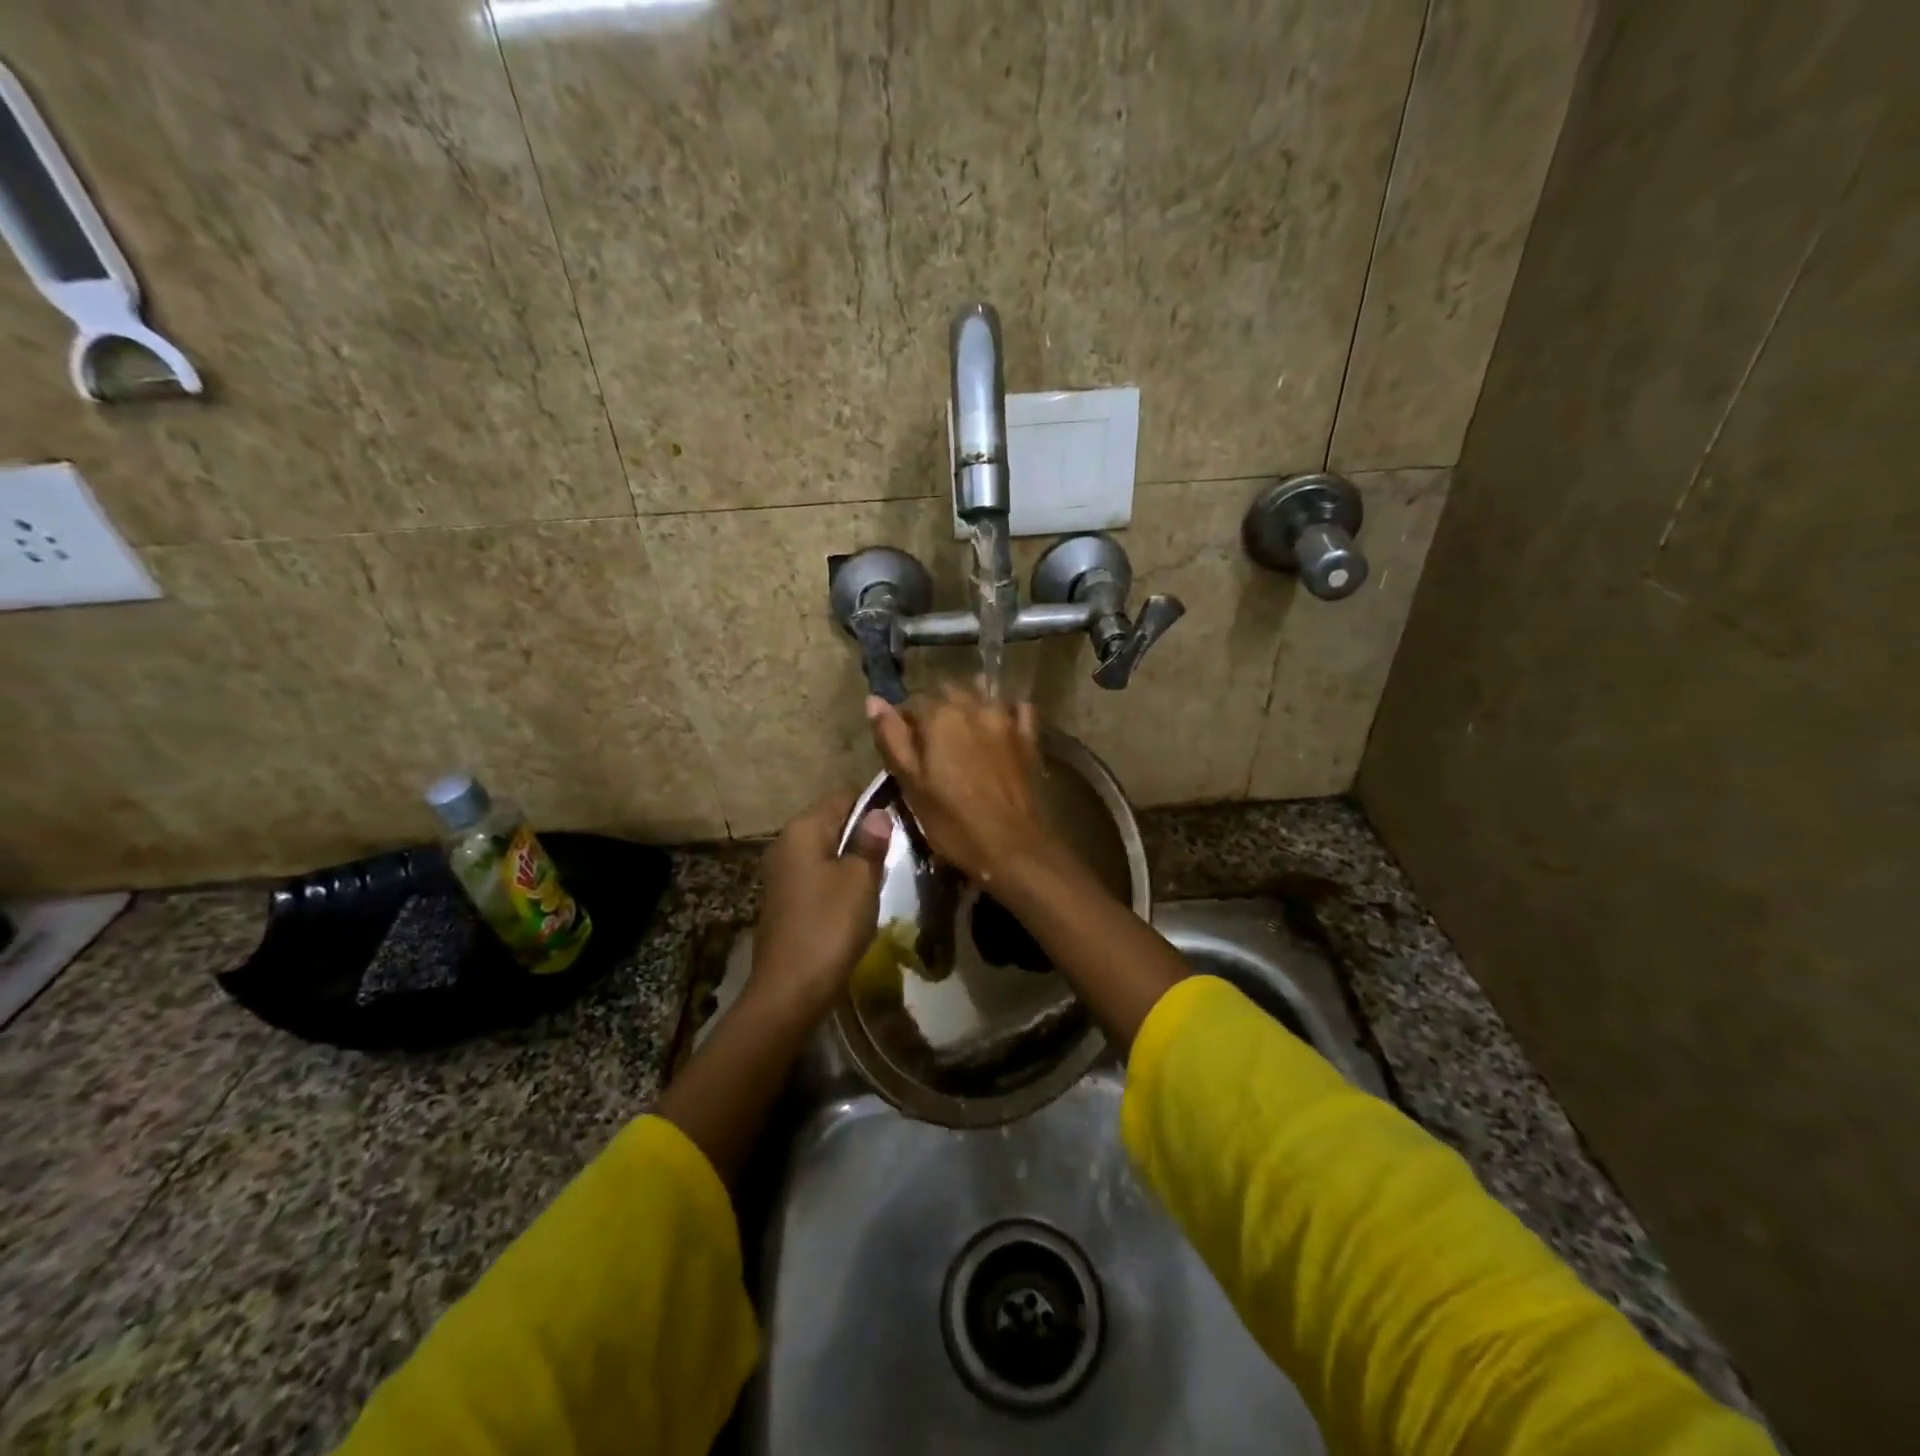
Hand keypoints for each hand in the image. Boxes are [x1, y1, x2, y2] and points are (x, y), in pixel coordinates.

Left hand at [749, 794, 890, 1020]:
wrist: (789, 989)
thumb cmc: (829, 925)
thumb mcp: (860, 880)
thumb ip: (871, 842)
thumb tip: (878, 813)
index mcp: (802, 829)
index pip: (844, 798)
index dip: (874, 807)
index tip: (902, 825)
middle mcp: (785, 843)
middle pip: (833, 824)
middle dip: (864, 836)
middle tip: (896, 856)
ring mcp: (780, 873)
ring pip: (826, 852)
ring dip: (852, 862)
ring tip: (880, 880)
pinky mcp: (783, 900)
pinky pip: (816, 877)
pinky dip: (837, 883)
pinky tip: (855, 904)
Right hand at [865, 686, 1053, 882]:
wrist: (1011, 846)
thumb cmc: (952, 821)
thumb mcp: (911, 784)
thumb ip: (892, 738)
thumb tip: (874, 700)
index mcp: (939, 715)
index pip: (912, 703)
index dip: (904, 724)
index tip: (905, 750)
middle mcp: (974, 706)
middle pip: (947, 693)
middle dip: (936, 711)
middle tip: (932, 746)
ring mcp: (1006, 719)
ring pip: (981, 695)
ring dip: (968, 707)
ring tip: (962, 737)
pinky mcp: (1028, 737)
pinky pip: (1017, 710)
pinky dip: (1006, 713)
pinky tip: (999, 729)